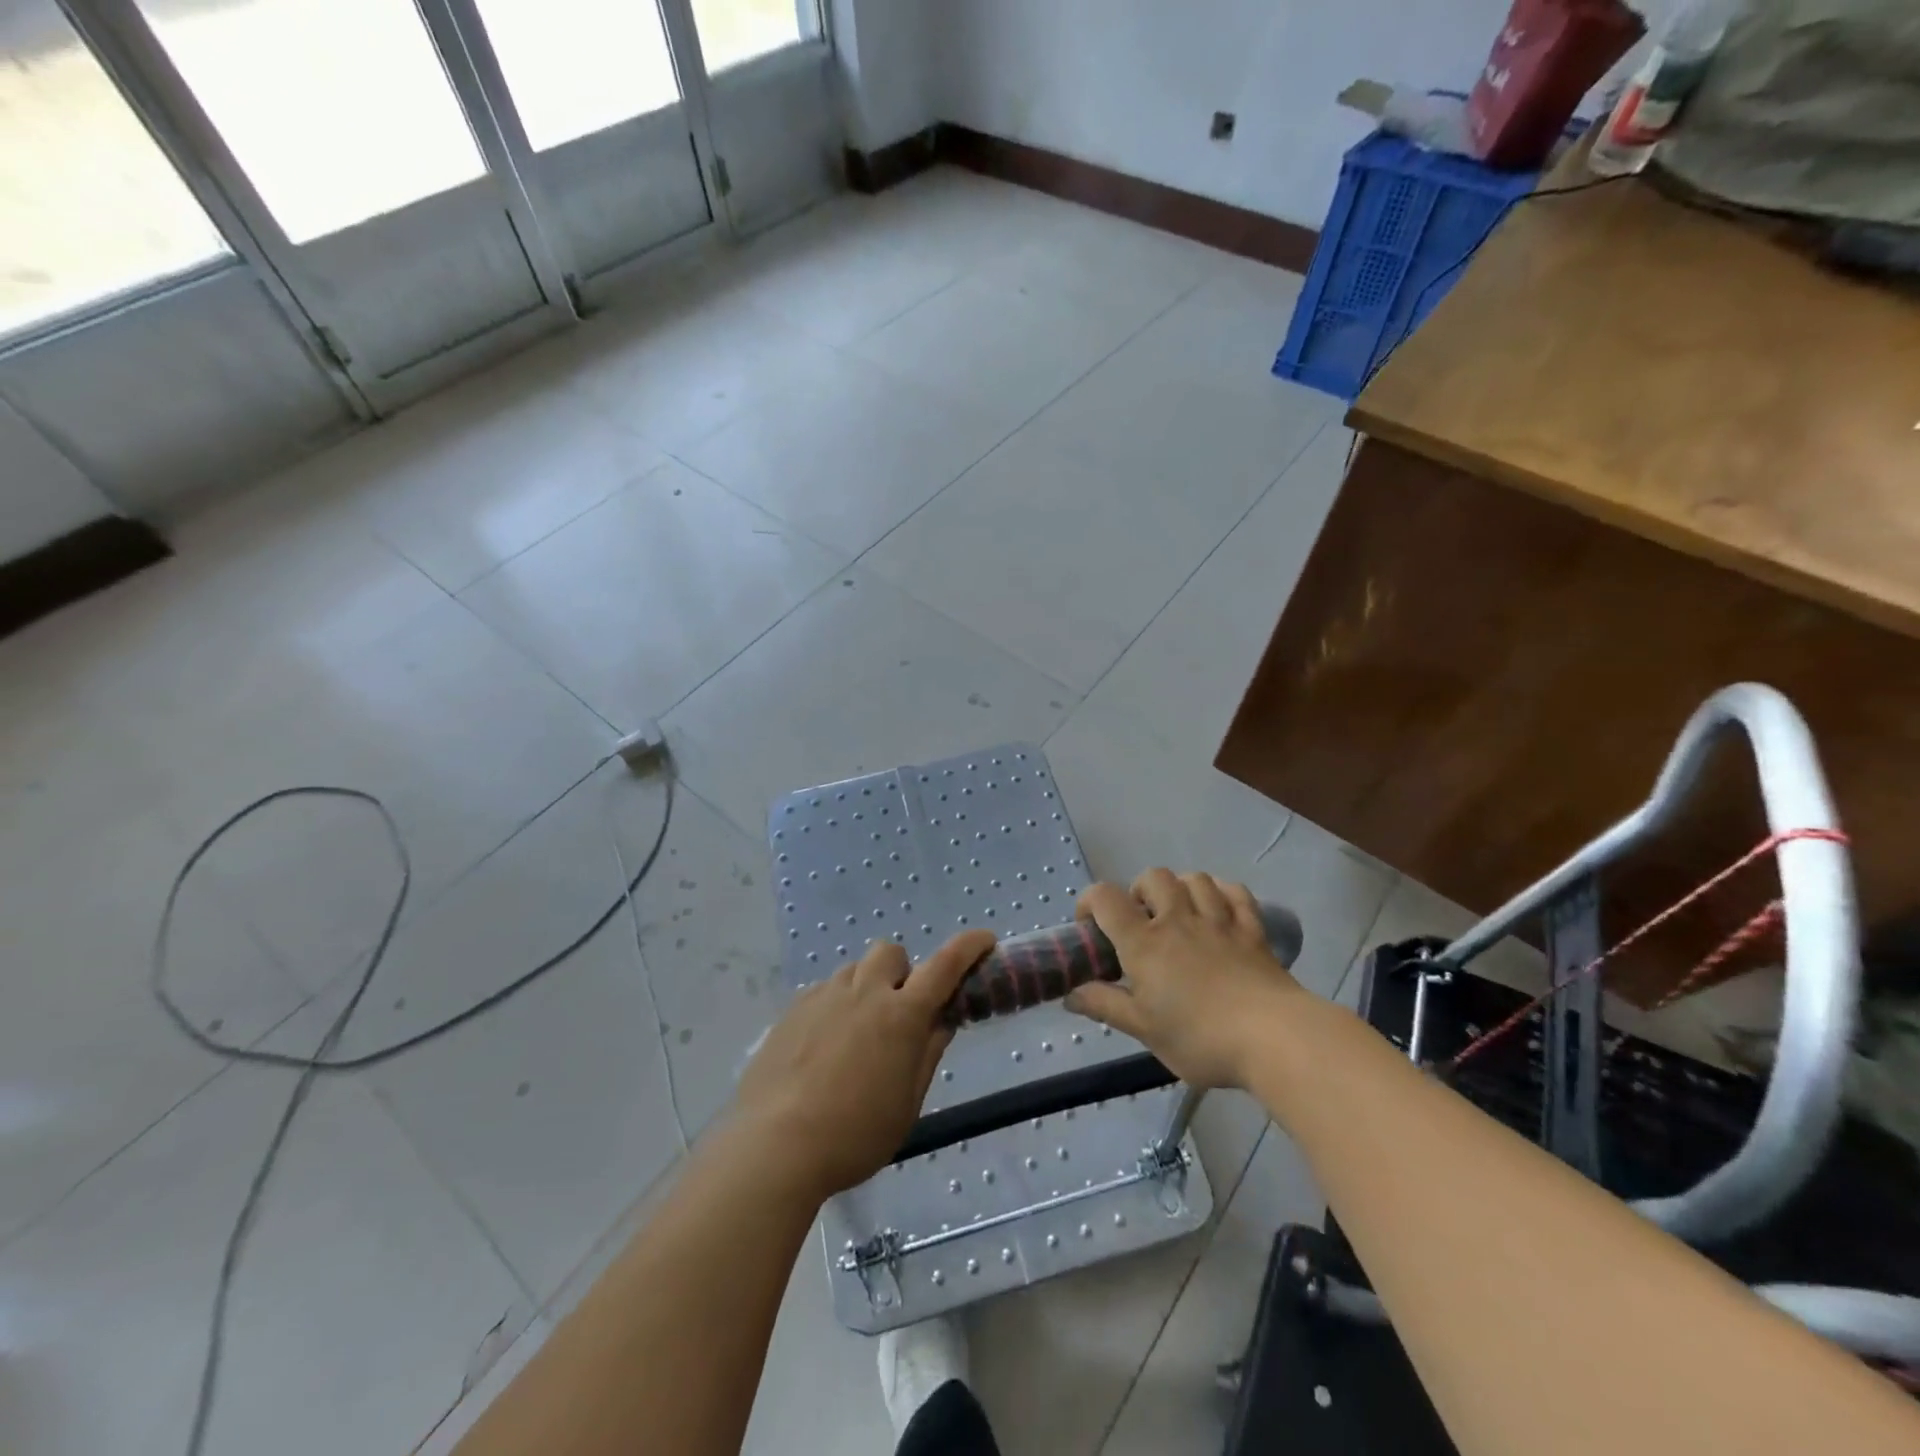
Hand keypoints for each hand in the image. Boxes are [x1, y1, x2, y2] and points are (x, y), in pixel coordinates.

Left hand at [731, 930, 995, 1199]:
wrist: (775, 1145)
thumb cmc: (854, 1134)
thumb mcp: (906, 1104)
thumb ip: (927, 1054)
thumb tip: (941, 1022)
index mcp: (902, 1015)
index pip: (945, 965)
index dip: (969, 948)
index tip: (985, 940)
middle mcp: (864, 992)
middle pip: (891, 953)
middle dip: (902, 972)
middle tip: (899, 1012)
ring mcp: (824, 996)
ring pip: (854, 971)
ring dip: (867, 989)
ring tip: (857, 1034)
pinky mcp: (792, 1009)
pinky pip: (824, 991)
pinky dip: (836, 1006)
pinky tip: (824, 1047)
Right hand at [1066, 869, 1305, 1089]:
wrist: (1273, 1038)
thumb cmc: (1199, 1037)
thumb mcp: (1143, 1029)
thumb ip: (1104, 1005)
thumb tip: (1070, 994)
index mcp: (1144, 942)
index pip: (1106, 898)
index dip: (1090, 901)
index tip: (1090, 925)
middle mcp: (1178, 919)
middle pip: (1153, 876)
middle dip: (1139, 890)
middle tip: (1141, 922)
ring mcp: (1219, 920)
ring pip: (1195, 879)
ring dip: (1180, 888)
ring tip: (1179, 913)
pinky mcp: (1252, 929)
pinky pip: (1235, 892)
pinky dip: (1222, 893)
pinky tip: (1218, 909)